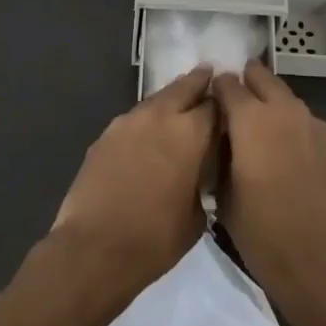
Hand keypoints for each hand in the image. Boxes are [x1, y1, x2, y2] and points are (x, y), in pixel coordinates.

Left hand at [52, 65, 217, 293]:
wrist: (95, 249)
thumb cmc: (156, 239)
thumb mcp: (197, 216)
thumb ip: (203, 181)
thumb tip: (201, 171)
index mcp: (190, 133)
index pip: (215, 105)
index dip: (224, 105)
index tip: (230, 106)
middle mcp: (159, 116)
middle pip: (184, 87)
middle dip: (198, 83)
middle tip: (208, 76)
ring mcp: (127, 122)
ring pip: (156, 100)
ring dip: (170, 100)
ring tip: (179, 106)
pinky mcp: (105, 135)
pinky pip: (133, 119)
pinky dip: (146, 120)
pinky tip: (148, 134)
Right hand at [212, 61, 325, 299]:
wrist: (321, 262)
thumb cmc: (262, 232)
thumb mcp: (223, 195)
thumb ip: (220, 155)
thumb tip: (221, 139)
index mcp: (250, 119)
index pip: (227, 83)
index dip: (216, 89)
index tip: (209, 102)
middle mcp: (283, 110)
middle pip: (261, 77)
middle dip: (246, 84)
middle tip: (234, 106)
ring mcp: (313, 124)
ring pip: (286, 97)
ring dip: (270, 105)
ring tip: (259, 131)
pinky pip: (304, 121)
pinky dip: (291, 126)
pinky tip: (285, 152)